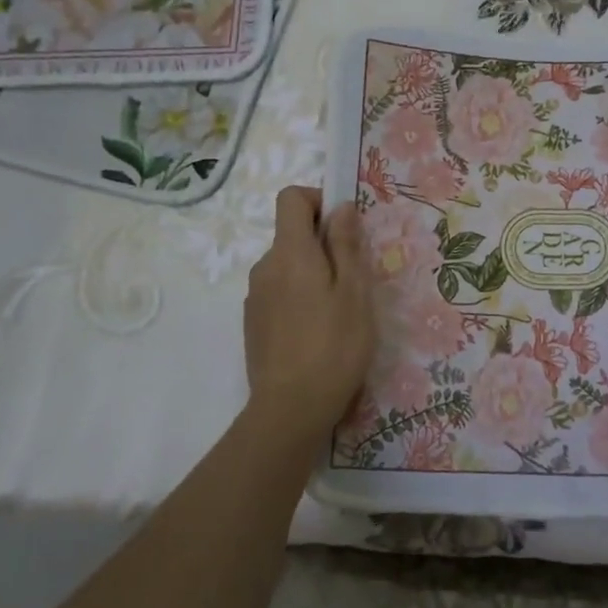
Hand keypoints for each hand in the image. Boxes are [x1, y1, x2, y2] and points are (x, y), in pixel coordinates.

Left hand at [243, 187, 375, 443]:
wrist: (291, 408)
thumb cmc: (334, 346)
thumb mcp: (354, 293)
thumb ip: (346, 245)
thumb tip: (340, 207)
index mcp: (290, 252)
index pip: (291, 198)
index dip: (318, 200)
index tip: (343, 227)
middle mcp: (265, 266)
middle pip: (291, 233)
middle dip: (322, 243)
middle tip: (353, 278)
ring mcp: (255, 295)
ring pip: (286, 265)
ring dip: (311, 272)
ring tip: (338, 310)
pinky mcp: (253, 321)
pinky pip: (278, 291)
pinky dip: (297, 296)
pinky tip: (316, 330)